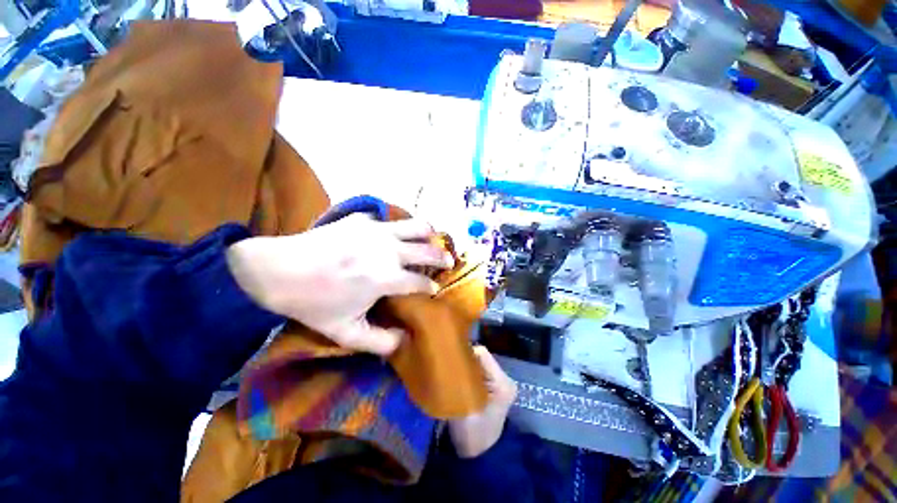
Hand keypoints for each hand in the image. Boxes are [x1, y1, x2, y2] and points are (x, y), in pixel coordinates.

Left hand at [226, 214, 453, 355]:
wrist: (276, 270)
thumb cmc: (313, 304)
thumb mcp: (345, 333)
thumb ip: (380, 342)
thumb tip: (405, 341)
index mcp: (386, 278)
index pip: (421, 283)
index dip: (431, 288)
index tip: (434, 291)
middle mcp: (389, 250)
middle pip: (429, 251)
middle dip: (443, 258)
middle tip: (448, 262)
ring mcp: (377, 231)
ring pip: (417, 226)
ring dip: (430, 235)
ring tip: (433, 241)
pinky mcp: (362, 220)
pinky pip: (390, 221)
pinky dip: (399, 228)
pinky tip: (395, 236)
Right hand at [449, 346, 517, 457]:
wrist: (479, 455)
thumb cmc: (472, 433)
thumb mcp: (464, 405)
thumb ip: (459, 379)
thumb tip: (449, 359)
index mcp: (502, 381)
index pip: (482, 353)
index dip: (465, 354)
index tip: (451, 362)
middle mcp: (504, 377)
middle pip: (480, 356)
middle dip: (464, 360)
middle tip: (449, 367)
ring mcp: (499, 381)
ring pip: (477, 362)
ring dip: (465, 366)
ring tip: (452, 373)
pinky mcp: (492, 385)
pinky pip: (478, 370)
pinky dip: (467, 372)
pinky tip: (458, 378)